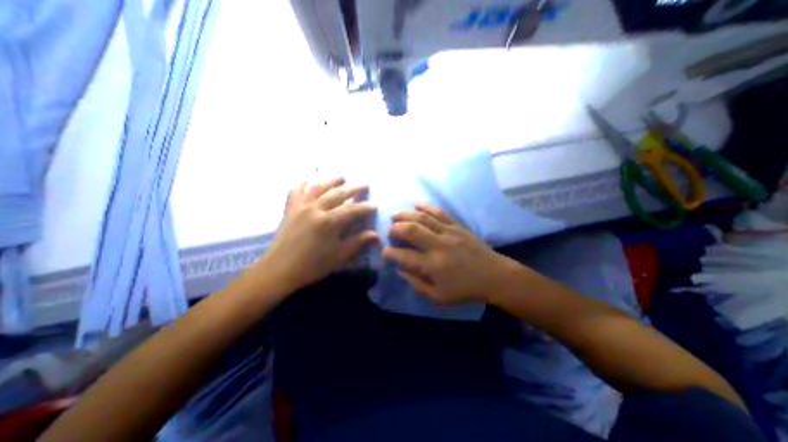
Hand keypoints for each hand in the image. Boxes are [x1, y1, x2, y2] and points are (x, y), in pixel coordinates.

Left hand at [261, 178, 379, 292]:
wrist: (279, 269)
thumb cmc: (312, 265)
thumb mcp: (339, 256)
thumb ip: (358, 242)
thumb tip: (376, 235)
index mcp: (329, 222)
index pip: (352, 210)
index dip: (365, 207)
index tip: (374, 205)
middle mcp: (315, 209)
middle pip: (337, 193)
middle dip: (353, 188)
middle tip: (364, 184)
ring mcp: (301, 206)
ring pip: (318, 187)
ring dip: (332, 180)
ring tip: (342, 176)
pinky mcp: (290, 208)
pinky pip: (296, 190)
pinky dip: (302, 182)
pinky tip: (308, 178)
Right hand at [380, 204, 518, 302]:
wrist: (494, 276)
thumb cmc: (466, 289)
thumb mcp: (439, 296)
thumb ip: (417, 283)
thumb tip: (400, 270)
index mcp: (433, 265)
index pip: (404, 256)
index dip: (390, 252)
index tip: (384, 251)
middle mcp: (438, 245)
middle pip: (411, 230)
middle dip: (395, 228)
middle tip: (389, 230)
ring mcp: (449, 232)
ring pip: (422, 218)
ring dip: (405, 214)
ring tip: (395, 215)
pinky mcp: (457, 225)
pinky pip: (439, 212)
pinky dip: (425, 207)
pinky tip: (416, 204)